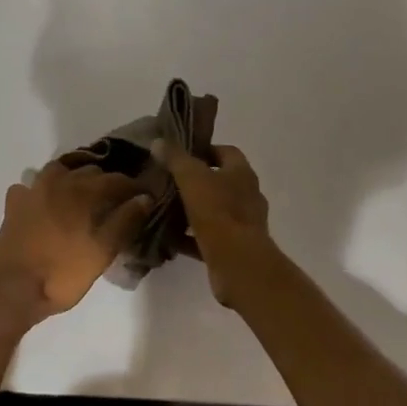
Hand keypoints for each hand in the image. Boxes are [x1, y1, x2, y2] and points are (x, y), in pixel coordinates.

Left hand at [0, 162, 151, 324]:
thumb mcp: (101, 252)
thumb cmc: (62, 273)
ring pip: (59, 171)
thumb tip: (144, 197)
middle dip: (106, 180)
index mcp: (83, 192)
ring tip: (83, 192)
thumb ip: (124, 222)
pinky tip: (44, 201)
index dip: (133, 186)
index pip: (116, 180)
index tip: (145, 194)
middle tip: (117, 197)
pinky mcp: (14, 205)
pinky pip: (30, 186)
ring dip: (74, 176)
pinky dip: (41, 189)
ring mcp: (32, 190)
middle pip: (88, 171)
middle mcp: (58, 182)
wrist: (11, 288)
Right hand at [156, 141, 276, 308]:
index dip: (205, 151)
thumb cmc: (218, 211)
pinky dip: (189, 237)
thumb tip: (159, 141)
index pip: (227, 152)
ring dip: (191, 210)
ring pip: (213, 211)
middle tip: (168, 181)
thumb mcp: (191, 177)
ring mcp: (242, 224)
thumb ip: (175, 158)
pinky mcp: (233, 249)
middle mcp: (247, 196)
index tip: (180, 155)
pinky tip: (169, 237)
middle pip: (219, 182)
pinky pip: (207, 238)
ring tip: (165, 209)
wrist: (238, 263)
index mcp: (242, 173)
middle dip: (195, 182)